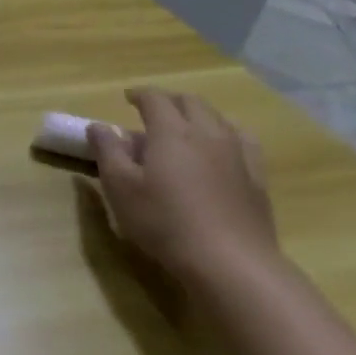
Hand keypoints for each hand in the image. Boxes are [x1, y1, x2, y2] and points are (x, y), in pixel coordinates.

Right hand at [86, 88, 279, 287]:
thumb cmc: (164, 221)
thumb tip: (99, 126)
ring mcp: (238, 154)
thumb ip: (107, 152)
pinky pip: (243, 140)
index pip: (155, 100)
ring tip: (184, 125)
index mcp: (171, 133)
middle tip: (151, 109)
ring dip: (198, 114)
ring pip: (219, 118)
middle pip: (191, 103)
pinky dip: (226, 132)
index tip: (127, 97)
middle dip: (169, 100)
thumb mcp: (120, 187)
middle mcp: (208, 133)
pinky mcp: (256, 176)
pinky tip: (222, 146)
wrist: (229, 260)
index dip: (140, 94)